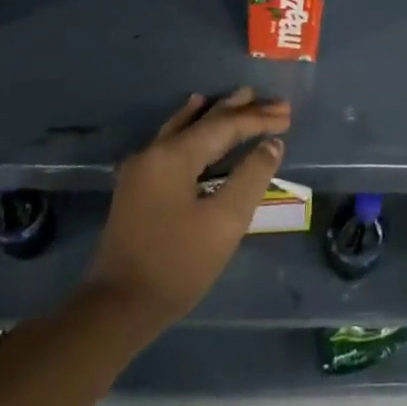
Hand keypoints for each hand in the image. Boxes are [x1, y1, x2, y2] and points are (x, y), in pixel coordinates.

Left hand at [86, 88, 290, 327]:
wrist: (118, 307)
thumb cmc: (177, 264)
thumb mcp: (225, 222)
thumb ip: (251, 176)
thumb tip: (271, 144)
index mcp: (174, 155)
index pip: (224, 126)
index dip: (258, 119)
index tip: (288, 115)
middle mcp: (154, 150)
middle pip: (205, 120)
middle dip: (241, 110)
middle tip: (274, 102)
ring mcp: (142, 167)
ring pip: (186, 127)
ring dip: (216, 114)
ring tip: (239, 98)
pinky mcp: (138, 185)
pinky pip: (172, 140)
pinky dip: (192, 126)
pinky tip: (195, 118)